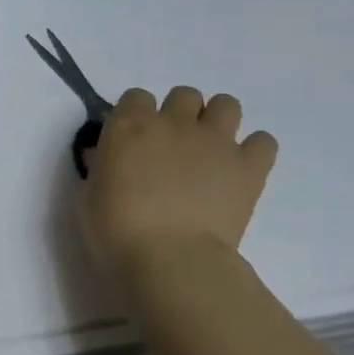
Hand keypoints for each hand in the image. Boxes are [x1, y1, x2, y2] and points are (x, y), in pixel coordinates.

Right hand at [79, 86, 277, 275]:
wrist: (171, 259)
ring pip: (226, 104)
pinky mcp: (249, 167)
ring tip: (209, 149)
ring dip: (217, 121)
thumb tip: (104, 156)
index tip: (134, 139)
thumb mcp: (89, 193)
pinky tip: (239, 169)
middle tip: (173, 145)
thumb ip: (100, 166)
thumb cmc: (116, 228)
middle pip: (184, 95)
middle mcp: (174, 123)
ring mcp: (215, 141)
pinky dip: (254, 150)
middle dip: (179, 114)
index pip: (136, 96)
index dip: (136, 115)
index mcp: (129, 125)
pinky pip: (264, 141)